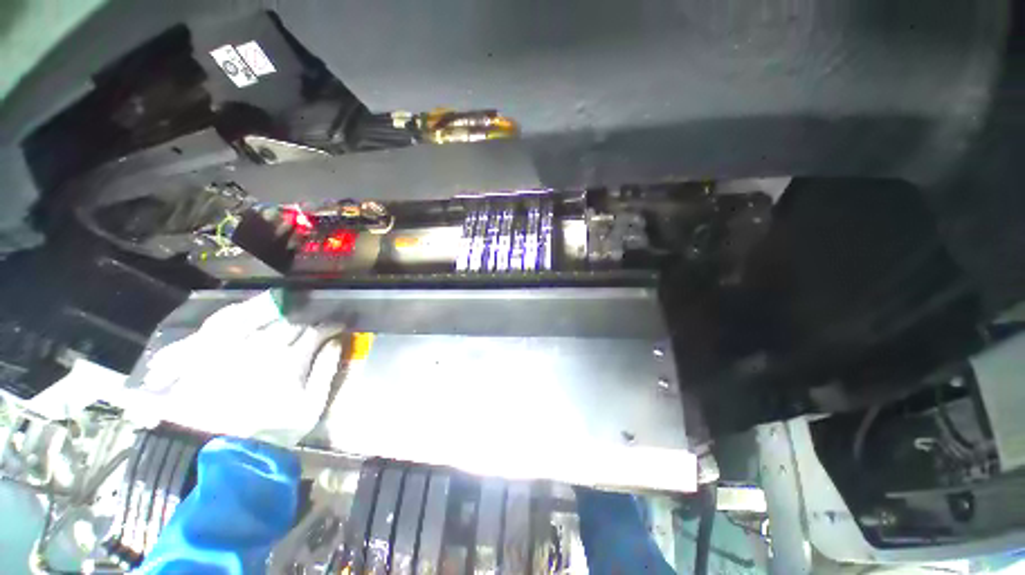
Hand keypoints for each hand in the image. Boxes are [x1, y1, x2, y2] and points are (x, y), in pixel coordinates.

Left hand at [130, 291, 343, 445]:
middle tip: (319, 325)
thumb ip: (327, 370)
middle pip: (293, 323)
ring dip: (286, 319)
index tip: (341, 325)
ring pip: (267, 322)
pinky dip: (252, 320)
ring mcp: (237, 348)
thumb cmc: (274, 429)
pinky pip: (235, 327)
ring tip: (294, 322)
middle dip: (311, 321)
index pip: (317, 331)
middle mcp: (264, 347)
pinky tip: (260, 322)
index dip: (332, 325)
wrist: (221, 448)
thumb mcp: (312, 405)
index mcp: (291, 359)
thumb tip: (337, 342)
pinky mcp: (215, 354)